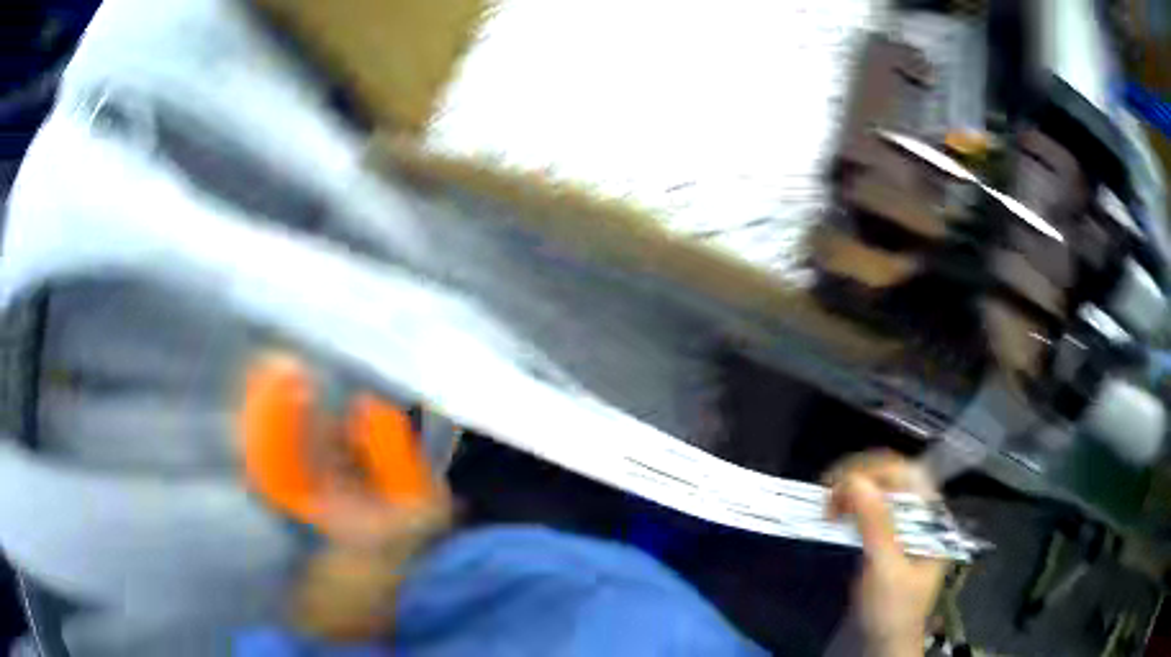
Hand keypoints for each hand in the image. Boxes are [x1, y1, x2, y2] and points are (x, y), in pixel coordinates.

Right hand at [826, 451, 945, 656]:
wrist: (886, 642)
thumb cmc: (892, 609)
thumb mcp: (886, 569)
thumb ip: (876, 525)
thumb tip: (855, 480)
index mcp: (932, 517)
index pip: (908, 474)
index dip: (873, 471)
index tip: (838, 485)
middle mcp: (921, 513)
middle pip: (894, 477)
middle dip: (860, 478)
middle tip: (827, 493)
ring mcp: (904, 524)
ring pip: (880, 490)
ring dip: (853, 489)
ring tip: (828, 502)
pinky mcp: (887, 536)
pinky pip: (871, 509)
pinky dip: (852, 505)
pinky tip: (836, 512)